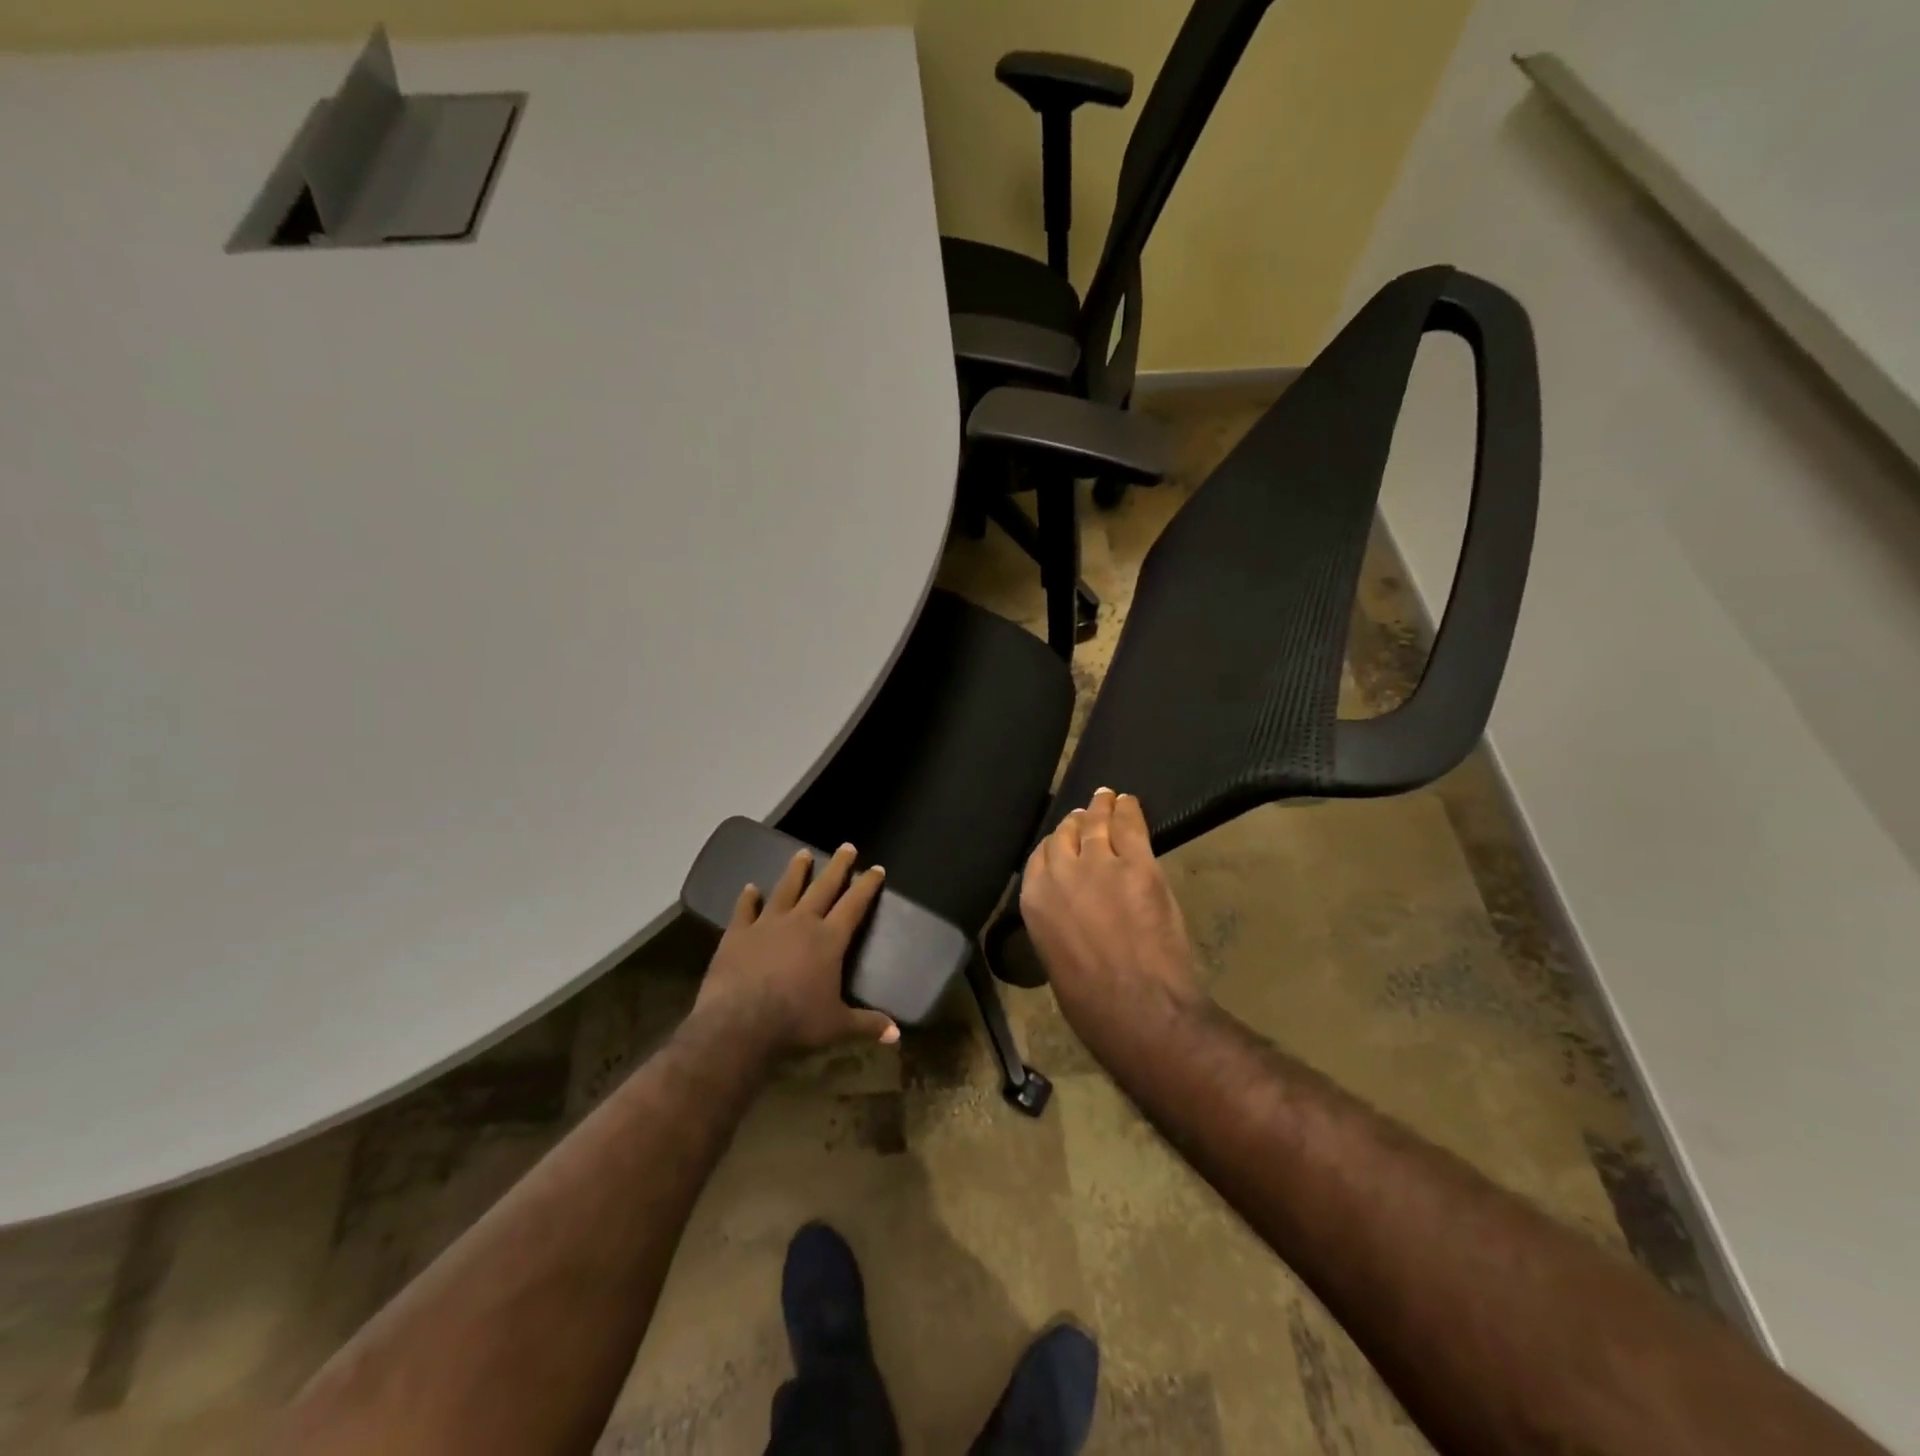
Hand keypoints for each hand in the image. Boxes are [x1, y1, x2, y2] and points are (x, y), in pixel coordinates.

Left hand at [692, 842, 898, 1058]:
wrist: (739, 1026)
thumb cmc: (796, 1023)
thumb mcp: (838, 1026)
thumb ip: (867, 1024)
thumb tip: (898, 1036)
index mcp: (829, 940)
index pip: (854, 905)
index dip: (867, 885)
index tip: (876, 868)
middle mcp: (801, 923)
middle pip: (823, 887)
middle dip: (837, 866)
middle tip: (846, 846)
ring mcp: (767, 925)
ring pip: (786, 889)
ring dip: (796, 871)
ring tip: (802, 853)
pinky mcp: (738, 934)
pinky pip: (745, 910)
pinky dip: (748, 898)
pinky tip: (750, 887)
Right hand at [1019, 788, 1202, 1026]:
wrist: (1138, 1009)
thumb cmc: (1092, 1005)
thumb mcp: (1055, 961)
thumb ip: (1056, 925)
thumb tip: (1069, 917)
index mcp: (1034, 902)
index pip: (1038, 858)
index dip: (1054, 846)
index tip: (1064, 841)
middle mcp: (1061, 874)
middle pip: (1064, 835)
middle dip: (1074, 825)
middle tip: (1085, 816)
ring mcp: (1100, 865)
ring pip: (1095, 824)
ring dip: (1100, 809)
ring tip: (1105, 798)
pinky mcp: (1137, 865)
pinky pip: (1130, 827)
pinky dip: (1128, 810)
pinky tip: (1127, 801)